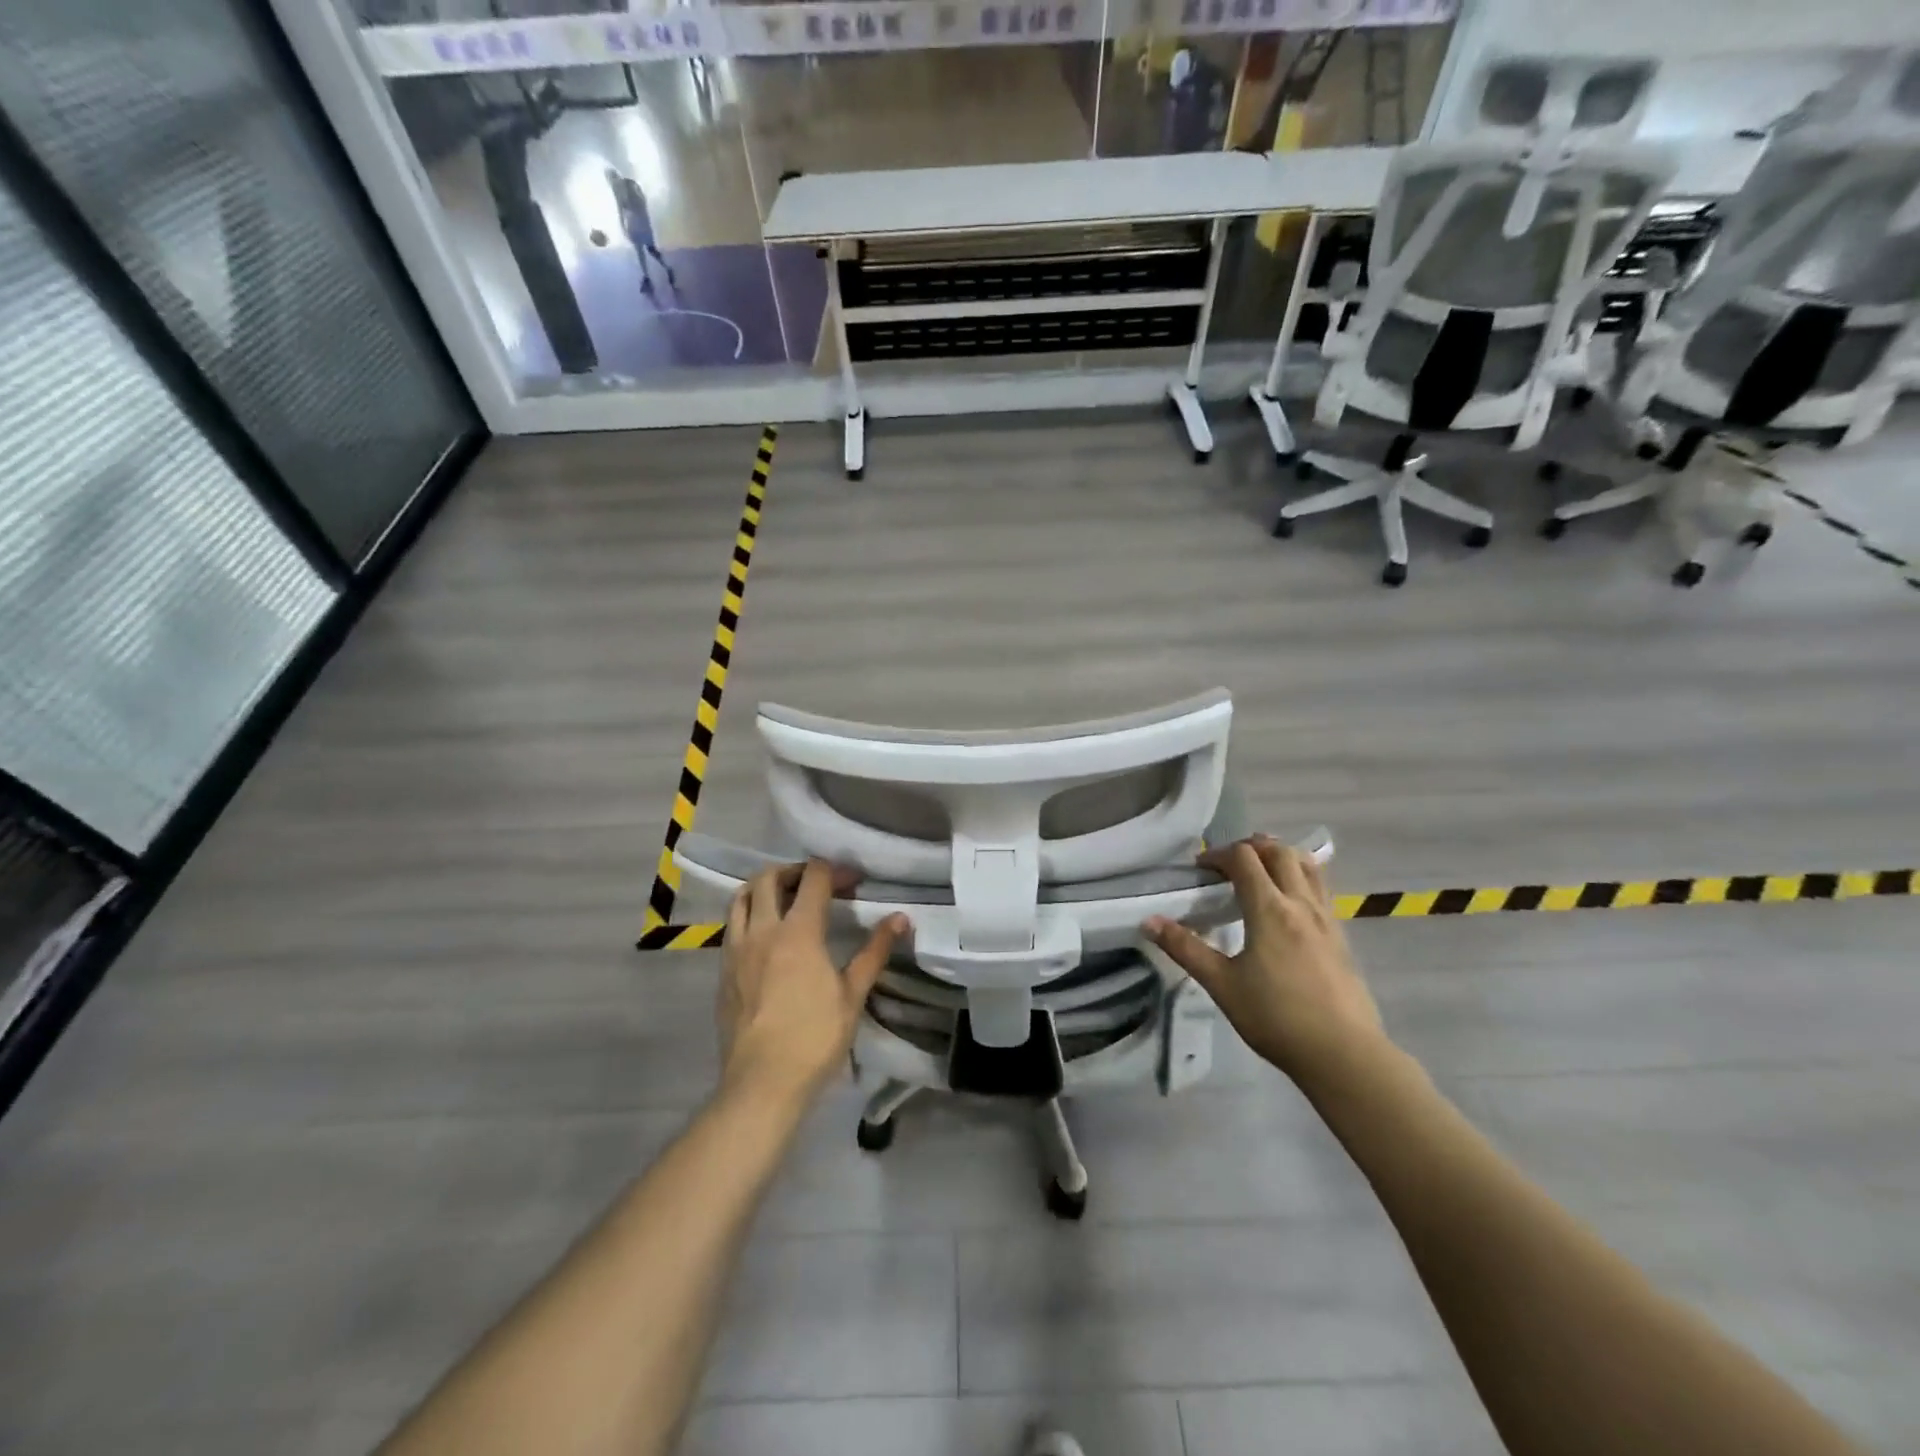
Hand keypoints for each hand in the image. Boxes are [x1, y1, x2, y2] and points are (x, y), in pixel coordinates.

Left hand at [718, 860, 905, 1106]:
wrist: (762, 1083)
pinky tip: (766, 938)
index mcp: (798, 932)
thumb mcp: (853, 994)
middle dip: (795, 870)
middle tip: (817, 884)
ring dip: (763, 888)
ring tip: (785, 900)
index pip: (813, 878)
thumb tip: (900, 918)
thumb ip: (875, 951)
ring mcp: (736, 950)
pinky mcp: (723, 971)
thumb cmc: (815, 1038)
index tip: (853, 882)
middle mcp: (762, 930)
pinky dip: (749, 916)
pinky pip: (732, 927)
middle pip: (769, 877)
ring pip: (741, 898)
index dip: (835, 870)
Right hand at [1144, 835, 1384, 1085]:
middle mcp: (1300, 904)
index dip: (1218, 855)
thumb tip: (1148, 921)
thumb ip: (1185, 948)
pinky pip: (1321, 889)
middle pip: (1279, 852)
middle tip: (1228, 863)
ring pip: (1308, 866)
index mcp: (1269, 909)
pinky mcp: (1341, 937)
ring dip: (1281, 856)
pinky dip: (1301, 877)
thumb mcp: (1222, 984)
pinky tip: (1289, 903)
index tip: (1200, 869)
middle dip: (1251, 847)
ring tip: (1261, 869)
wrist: (1343, 1054)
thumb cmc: (1276, 1018)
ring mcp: (1326, 919)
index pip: (1244, 859)